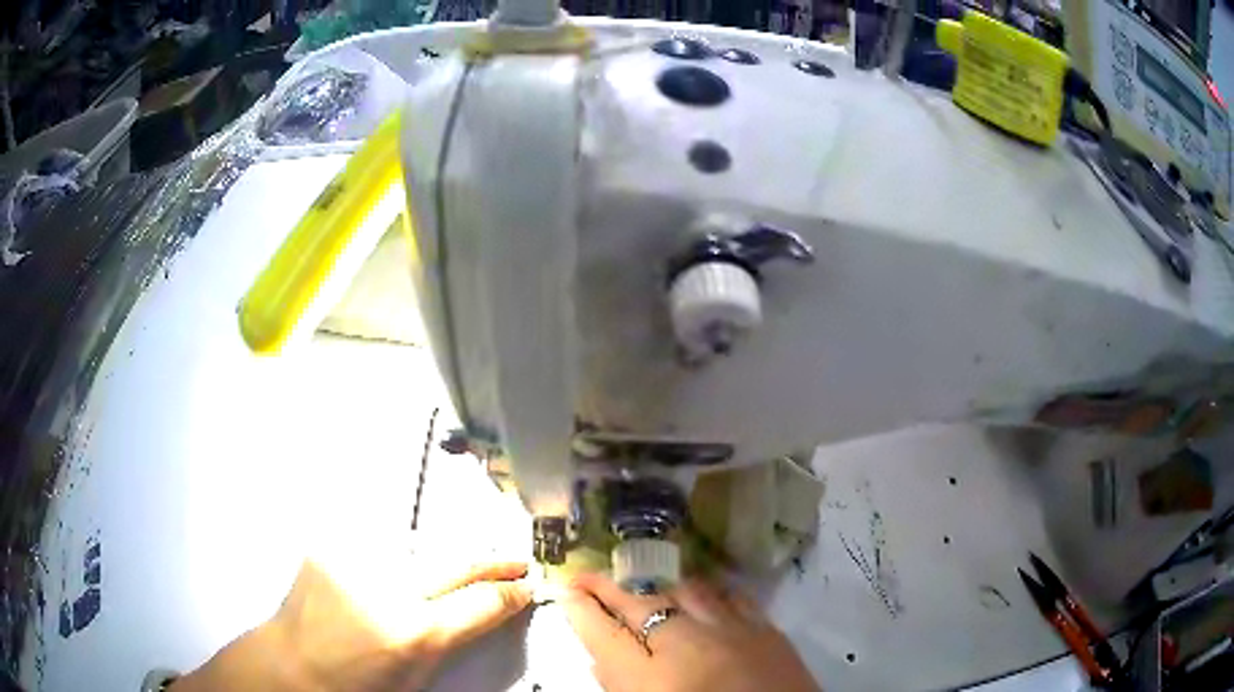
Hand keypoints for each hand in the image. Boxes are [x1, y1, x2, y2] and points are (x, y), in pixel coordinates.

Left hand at [173, 560, 531, 690]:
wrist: (291, 666)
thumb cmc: (359, 687)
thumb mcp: (418, 677)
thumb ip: (455, 638)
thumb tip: (488, 609)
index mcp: (414, 633)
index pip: (482, 603)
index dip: (511, 593)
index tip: (527, 586)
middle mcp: (388, 588)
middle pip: (457, 563)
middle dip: (491, 563)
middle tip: (515, 562)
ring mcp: (355, 561)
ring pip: (418, 551)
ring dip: (435, 565)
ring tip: (436, 581)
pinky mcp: (330, 548)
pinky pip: (377, 549)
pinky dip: (391, 561)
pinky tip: (382, 579)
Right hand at [563, 573, 819, 691]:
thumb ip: (620, 687)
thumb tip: (602, 659)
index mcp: (650, 679)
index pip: (602, 633)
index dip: (579, 609)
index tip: (564, 592)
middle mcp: (687, 645)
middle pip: (638, 602)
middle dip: (606, 586)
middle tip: (586, 577)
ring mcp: (731, 630)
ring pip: (682, 589)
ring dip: (655, 583)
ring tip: (638, 582)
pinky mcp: (765, 628)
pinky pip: (727, 595)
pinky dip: (705, 590)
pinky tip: (696, 589)